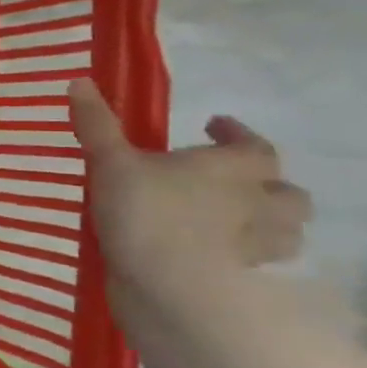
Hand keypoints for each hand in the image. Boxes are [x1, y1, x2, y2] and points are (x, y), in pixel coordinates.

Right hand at [68, 79, 311, 311]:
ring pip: (285, 233)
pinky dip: (244, 260)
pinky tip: (217, 259)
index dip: (236, 133)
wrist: (169, 287)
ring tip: (235, 223)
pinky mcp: (244, 282)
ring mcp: (257, 247)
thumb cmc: (147, 212)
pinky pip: (256, 266)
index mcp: (234, 168)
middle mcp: (259, 203)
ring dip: (268, 225)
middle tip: (235, 183)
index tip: (215, 126)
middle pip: (287, 193)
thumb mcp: (110, 163)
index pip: (254, 145)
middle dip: (268, 186)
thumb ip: (97, 125)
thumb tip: (79, 81)